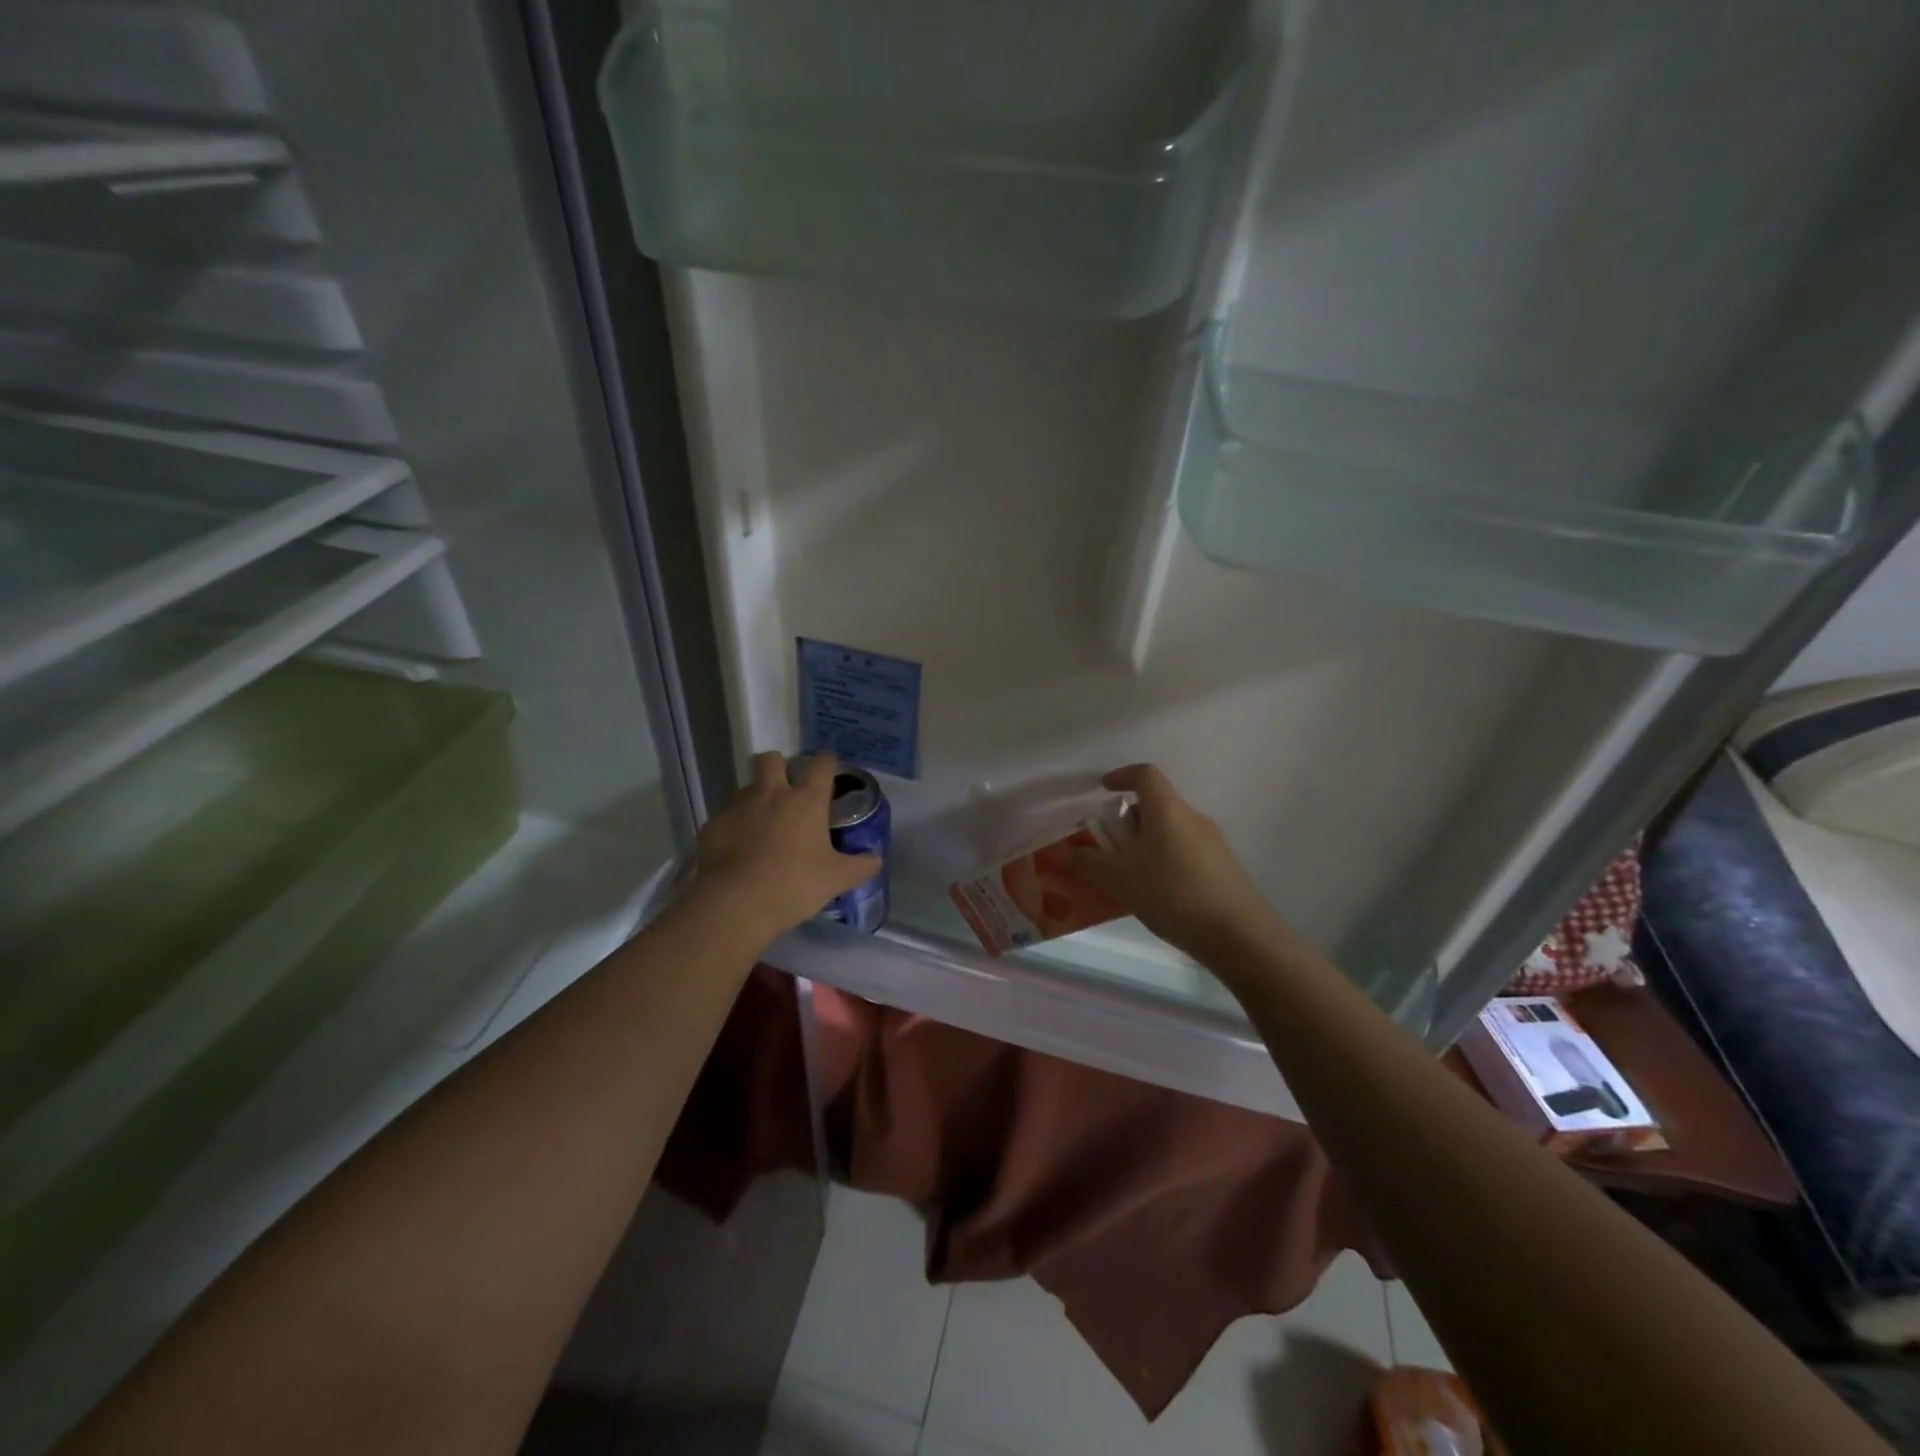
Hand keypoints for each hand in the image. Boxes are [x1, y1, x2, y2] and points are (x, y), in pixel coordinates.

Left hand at [694, 751, 880, 937]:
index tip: (829, 767)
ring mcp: (738, 807)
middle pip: (771, 759)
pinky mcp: (713, 826)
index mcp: (806, 800)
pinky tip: (737, 850)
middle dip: (778, 766)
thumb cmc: (795, 884)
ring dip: (755, 798)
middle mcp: (771, 794)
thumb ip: (861, 865)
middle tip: (785, 788)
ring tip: (761, 824)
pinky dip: (734, 827)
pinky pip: (725, 817)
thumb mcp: (837, 879)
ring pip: (746, 788)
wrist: (736, 903)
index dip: (827, 762)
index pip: (821, 765)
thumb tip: (876, 858)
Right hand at [1072, 764, 1290, 959]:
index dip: (1122, 776)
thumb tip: (1069, 851)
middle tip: (1109, 848)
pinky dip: (1163, 861)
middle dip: (1128, 821)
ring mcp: (1212, 843)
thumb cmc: (1173, 895)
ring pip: (1169, 830)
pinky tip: (1157, 894)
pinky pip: (1183, 851)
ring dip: (1145, 843)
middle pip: (1155, 805)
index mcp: (1167, 810)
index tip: (1103, 790)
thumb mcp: (1121, 879)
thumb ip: (1091, 862)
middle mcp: (1192, 818)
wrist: (1239, 935)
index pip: (1145, 775)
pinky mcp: (1222, 867)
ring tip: (1129, 877)